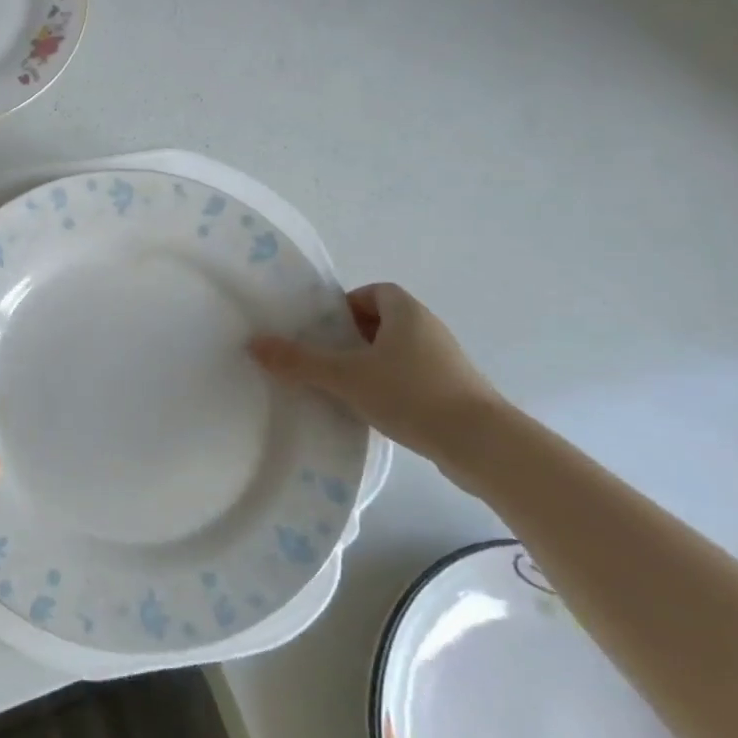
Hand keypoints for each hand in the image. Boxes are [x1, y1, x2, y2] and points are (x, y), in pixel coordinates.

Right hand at [250, 282, 507, 473]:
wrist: (483, 446)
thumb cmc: (411, 394)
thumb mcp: (345, 377)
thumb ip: (300, 361)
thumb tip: (254, 344)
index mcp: (407, 312)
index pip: (375, 292)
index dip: (347, 305)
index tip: (325, 329)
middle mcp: (429, 329)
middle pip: (384, 321)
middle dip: (353, 336)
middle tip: (325, 357)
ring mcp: (446, 362)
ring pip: (398, 352)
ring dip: (372, 364)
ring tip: (343, 387)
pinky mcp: (454, 392)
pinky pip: (413, 378)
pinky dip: (391, 387)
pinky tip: (374, 411)